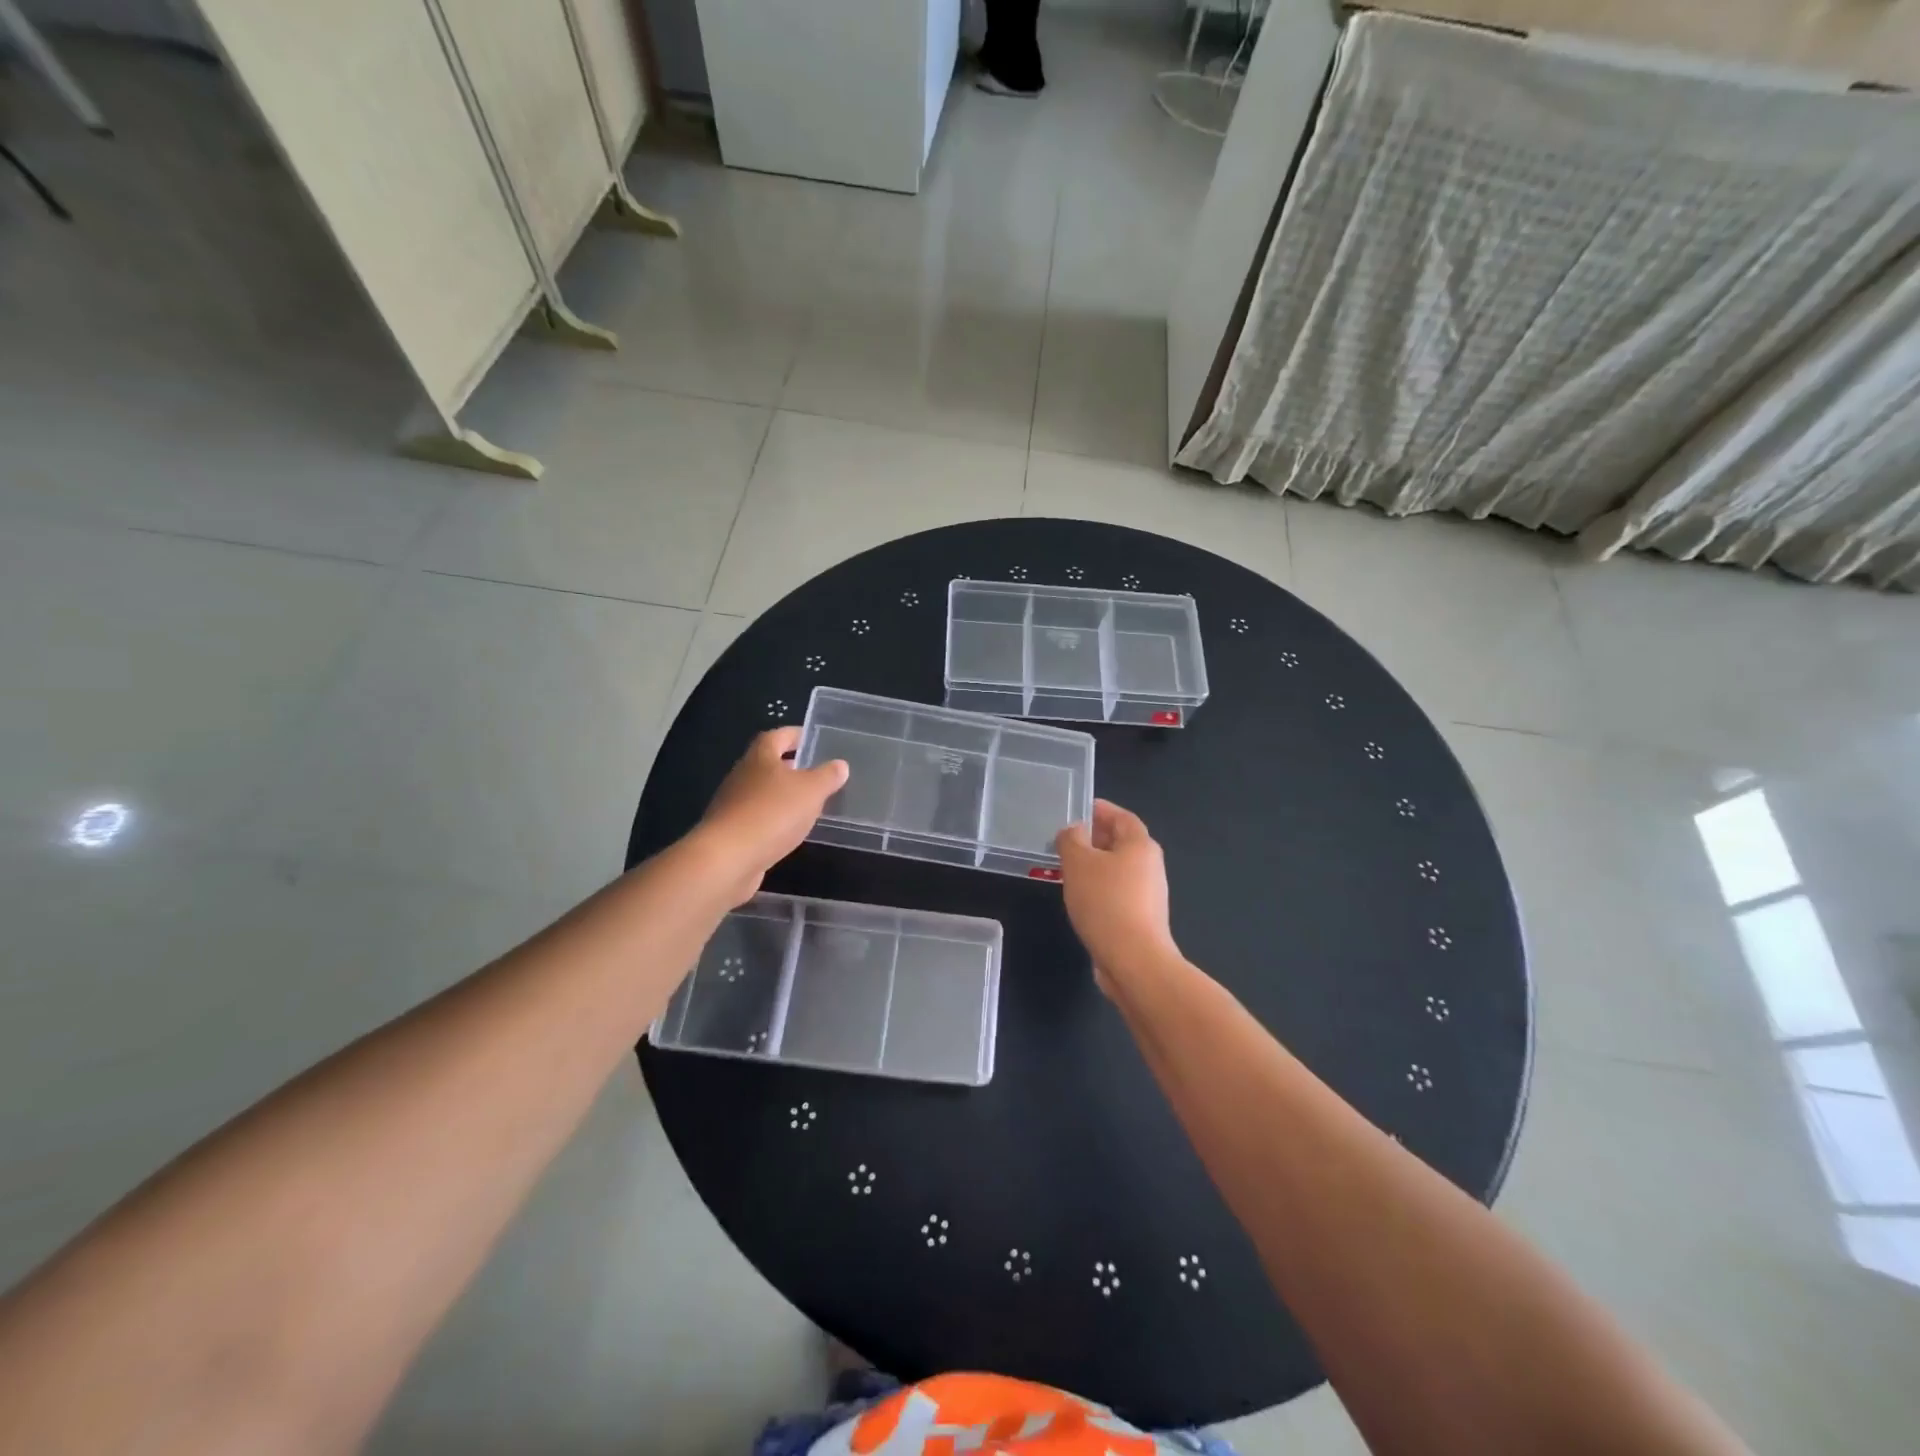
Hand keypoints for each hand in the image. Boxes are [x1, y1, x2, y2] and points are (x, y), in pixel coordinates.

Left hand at [694, 728, 848, 904]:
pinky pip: (758, 817)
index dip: (796, 735)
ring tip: (808, 803)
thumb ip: (827, 776)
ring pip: (762, 792)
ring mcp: (733, 804)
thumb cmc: (772, 813)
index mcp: (760, 757)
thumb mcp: (811, 791)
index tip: (813, 739)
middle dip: (791, 766)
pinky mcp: (731, 831)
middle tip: (816, 772)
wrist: (728, 859)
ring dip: (783, 795)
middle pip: (767, 763)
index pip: (778, 736)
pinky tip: (789, 831)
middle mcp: (742, 775)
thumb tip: (840, 764)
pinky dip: (774, 819)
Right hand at [1055, 800, 1179, 993]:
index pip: (1122, 817)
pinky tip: (1080, 898)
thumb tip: (1075, 830)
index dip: (1100, 810)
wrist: (1133, 959)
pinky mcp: (1141, 919)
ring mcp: (1148, 894)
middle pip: (1121, 842)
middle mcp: (1150, 866)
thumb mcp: (1078, 863)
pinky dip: (1099, 888)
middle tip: (1066, 840)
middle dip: (1095, 838)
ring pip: (1118, 869)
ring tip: (1067, 868)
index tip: (1077, 809)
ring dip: (1095, 865)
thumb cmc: (1106, 902)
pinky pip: (1117, 892)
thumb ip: (1072, 839)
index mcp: (1141, 845)